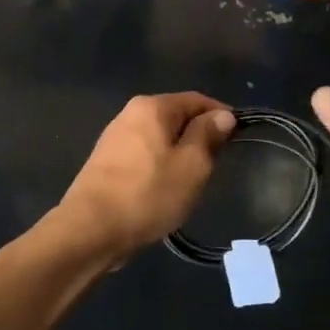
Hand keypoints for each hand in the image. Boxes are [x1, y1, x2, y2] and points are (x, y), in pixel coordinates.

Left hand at [56, 94, 235, 264]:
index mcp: (152, 107)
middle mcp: (129, 114)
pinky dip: (159, 164)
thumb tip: (222, 114)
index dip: (220, 114)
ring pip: (159, 137)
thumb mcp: (191, 165)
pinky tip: (164, 187)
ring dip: (179, 152)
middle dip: (199, 134)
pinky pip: (143, 154)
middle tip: (217, 162)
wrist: (90, 230)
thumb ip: (208, 135)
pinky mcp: (105, 162)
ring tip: (193, 178)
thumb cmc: (148, 194)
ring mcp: (114, 138)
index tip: (239, 135)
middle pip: (175, 116)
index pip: (196, 99)